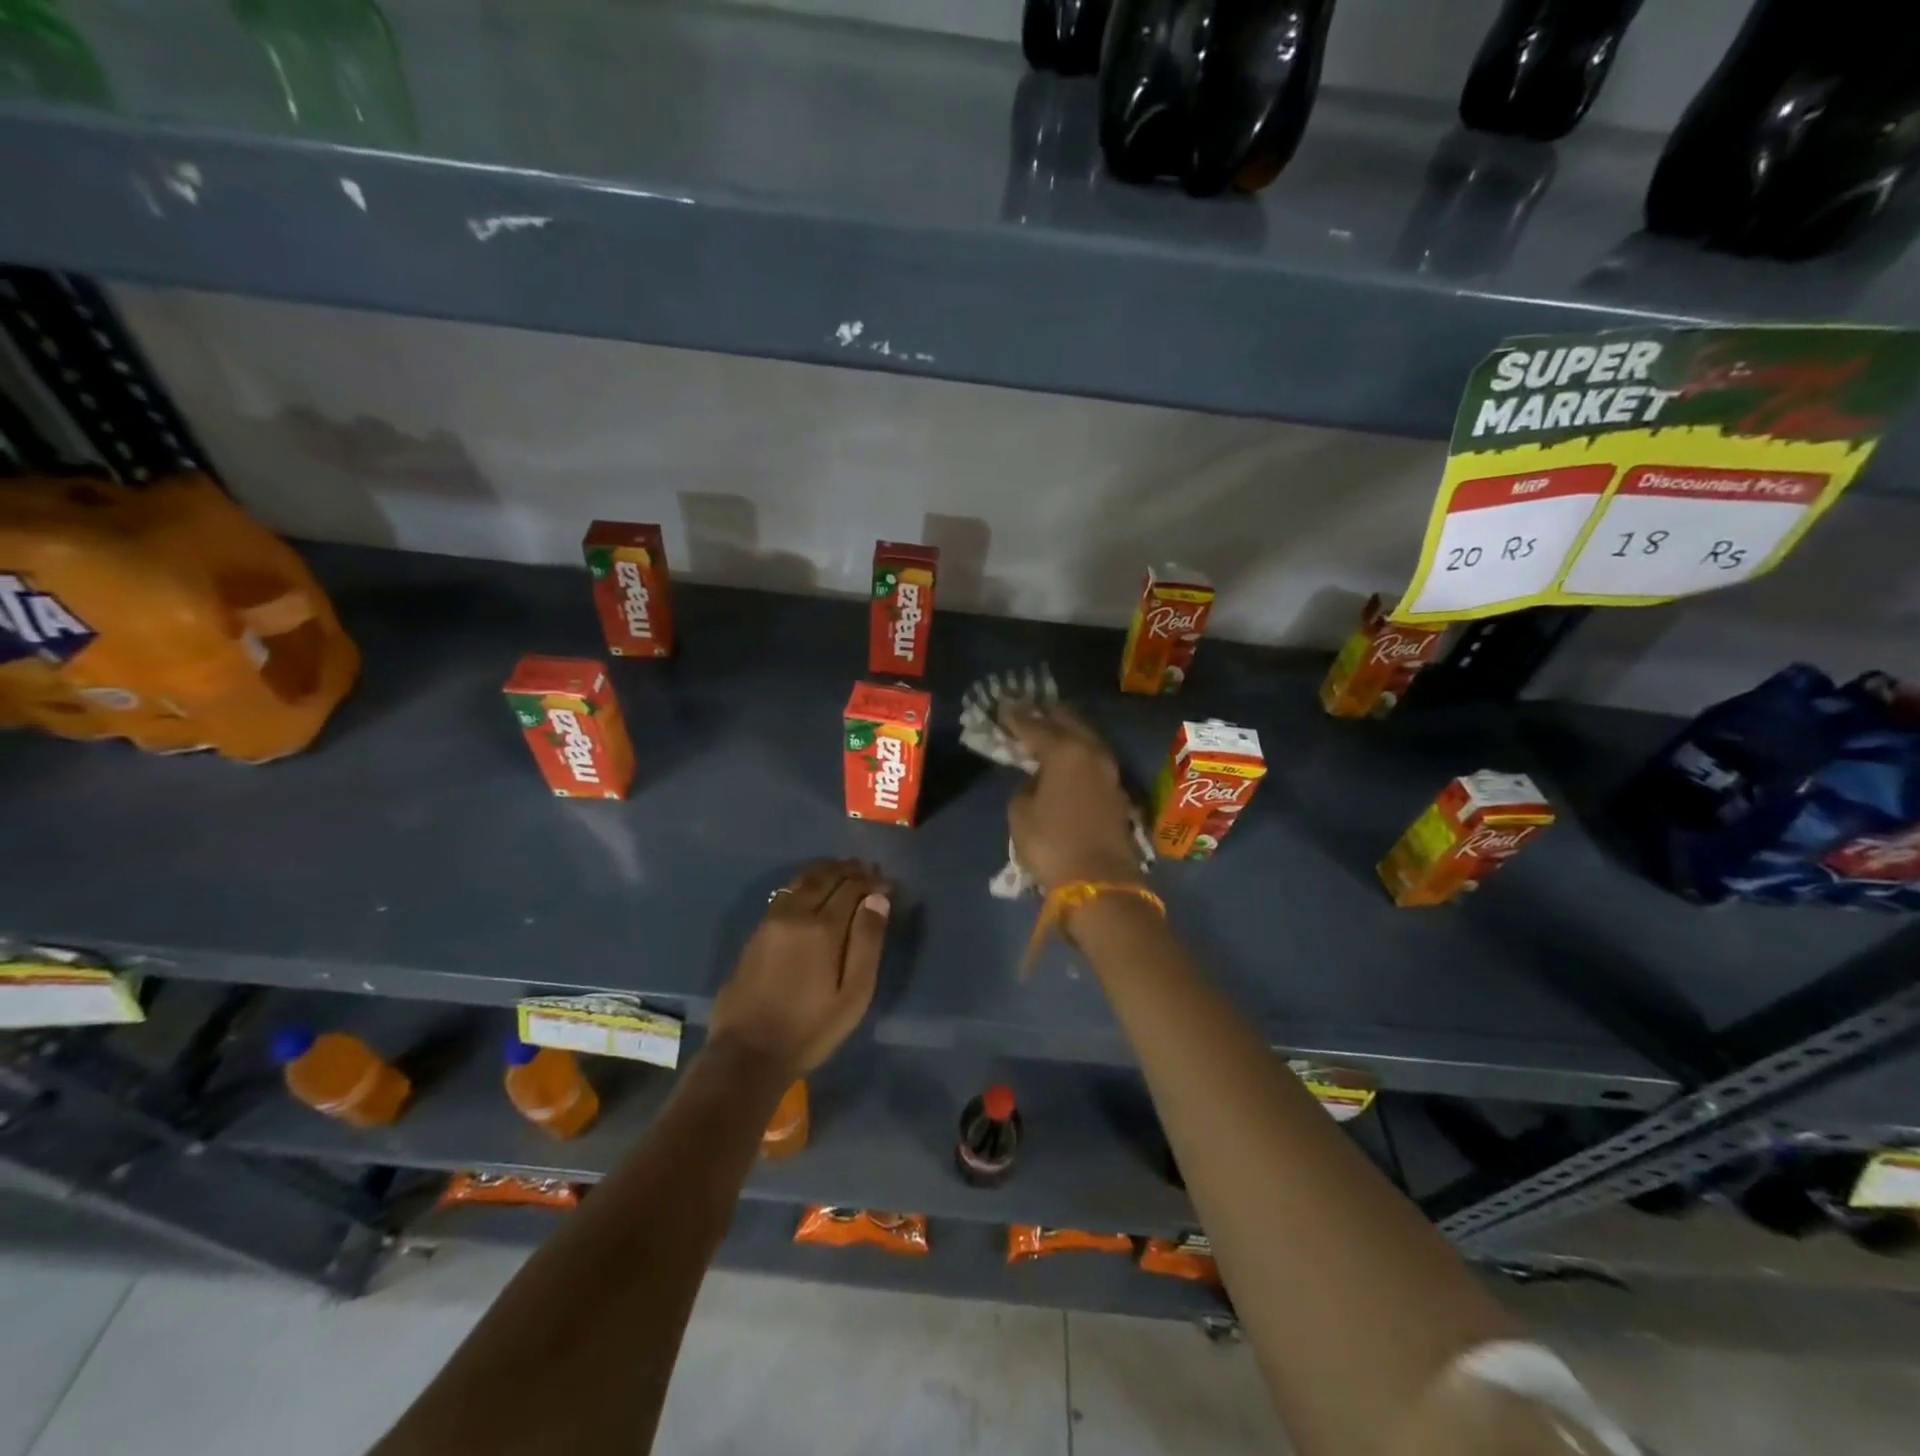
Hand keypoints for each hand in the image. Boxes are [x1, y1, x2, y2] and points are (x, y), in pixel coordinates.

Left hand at [709, 859, 889, 1074]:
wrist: (747, 1054)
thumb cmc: (810, 1029)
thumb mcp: (853, 994)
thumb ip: (867, 942)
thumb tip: (878, 900)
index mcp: (822, 928)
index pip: (852, 887)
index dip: (872, 881)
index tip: (887, 884)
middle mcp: (795, 914)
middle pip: (824, 876)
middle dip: (849, 869)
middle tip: (867, 869)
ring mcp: (771, 921)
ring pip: (801, 880)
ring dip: (825, 871)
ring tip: (843, 870)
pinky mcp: (756, 932)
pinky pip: (785, 893)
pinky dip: (805, 883)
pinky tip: (812, 891)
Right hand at [1003, 705, 1144, 889]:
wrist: (1100, 880)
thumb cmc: (1052, 843)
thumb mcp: (1021, 814)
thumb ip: (1025, 787)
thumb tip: (1036, 782)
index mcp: (1065, 750)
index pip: (1035, 725)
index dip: (1016, 717)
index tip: (1002, 707)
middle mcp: (1091, 751)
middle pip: (1067, 721)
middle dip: (1046, 713)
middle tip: (1027, 709)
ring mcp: (1108, 770)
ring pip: (1084, 737)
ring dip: (1065, 730)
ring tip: (1046, 728)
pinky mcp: (1116, 790)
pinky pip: (1092, 757)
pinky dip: (1077, 751)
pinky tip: (1065, 756)